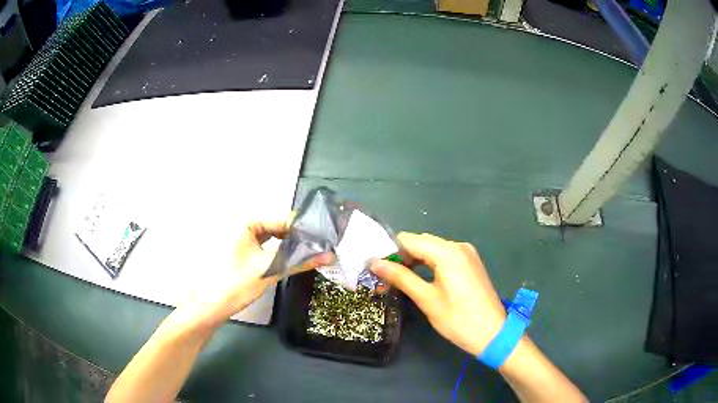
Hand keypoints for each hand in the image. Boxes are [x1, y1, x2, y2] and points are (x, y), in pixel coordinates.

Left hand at [176, 218, 332, 330]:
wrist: (211, 306)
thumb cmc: (237, 284)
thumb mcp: (270, 270)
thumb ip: (300, 261)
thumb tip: (329, 255)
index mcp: (244, 222)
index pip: (280, 220)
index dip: (302, 229)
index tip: (322, 237)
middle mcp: (239, 225)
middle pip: (275, 227)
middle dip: (295, 237)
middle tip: (318, 247)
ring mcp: (236, 238)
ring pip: (268, 237)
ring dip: (285, 245)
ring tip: (306, 253)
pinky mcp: (236, 250)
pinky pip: (260, 245)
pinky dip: (273, 251)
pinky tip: (286, 259)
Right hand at [370, 232, 505, 355]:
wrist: (492, 333)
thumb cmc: (458, 319)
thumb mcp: (426, 299)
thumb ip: (400, 277)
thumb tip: (374, 263)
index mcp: (447, 251)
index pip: (408, 240)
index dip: (388, 251)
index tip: (372, 267)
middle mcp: (458, 245)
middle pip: (420, 243)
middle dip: (400, 257)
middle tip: (382, 278)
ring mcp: (466, 254)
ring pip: (431, 250)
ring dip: (413, 262)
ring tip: (395, 281)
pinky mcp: (470, 263)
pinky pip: (443, 257)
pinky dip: (428, 265)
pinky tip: (417, 278)